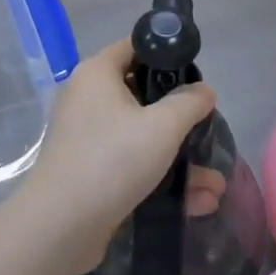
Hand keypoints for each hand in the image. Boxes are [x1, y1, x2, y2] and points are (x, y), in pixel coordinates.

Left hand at [22, 39, 217, 271]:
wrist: (60, 226)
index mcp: (97, 73)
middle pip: (141, 95)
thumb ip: (189, 103)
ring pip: (140, 137)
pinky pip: (130, 164)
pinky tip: (198, 203)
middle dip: (179, 120)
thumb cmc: (112, 159)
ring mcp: (85, 136)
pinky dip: (160, 178)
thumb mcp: (162, 127)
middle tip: (206, 131)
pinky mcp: (88, 171)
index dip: (166, 56)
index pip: (134, 48)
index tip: (195, 77)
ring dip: (178, 159)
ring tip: (215, 185)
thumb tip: (204, 90)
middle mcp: (87, 98)